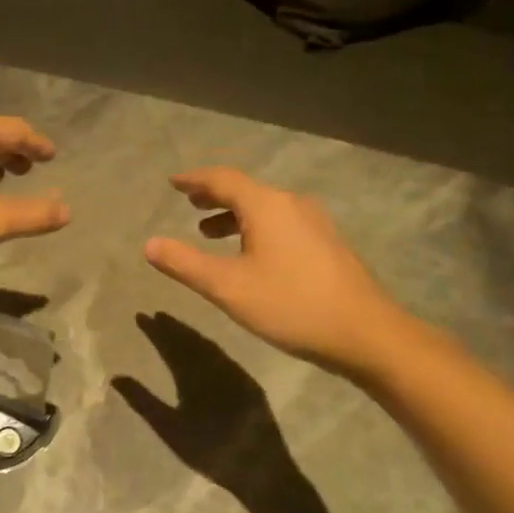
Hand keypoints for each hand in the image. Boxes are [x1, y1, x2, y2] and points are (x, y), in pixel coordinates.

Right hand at [143, 167, 416, 375]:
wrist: (364, 332)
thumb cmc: (290, 304)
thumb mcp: (227, 287)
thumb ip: (185, 264)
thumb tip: (149, 244)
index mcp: (267, 206)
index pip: (223, 180)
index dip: (195, 180)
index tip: (173, 182)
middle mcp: (292, 204)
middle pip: (247, 190)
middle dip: (215, 195)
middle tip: (190, 203)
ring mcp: (315, 223)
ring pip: (266, 208)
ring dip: (235, 215)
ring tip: (210, 232)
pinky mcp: (327, 244)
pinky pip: (281, 223)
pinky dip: (256, 228)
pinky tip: (251, 254)